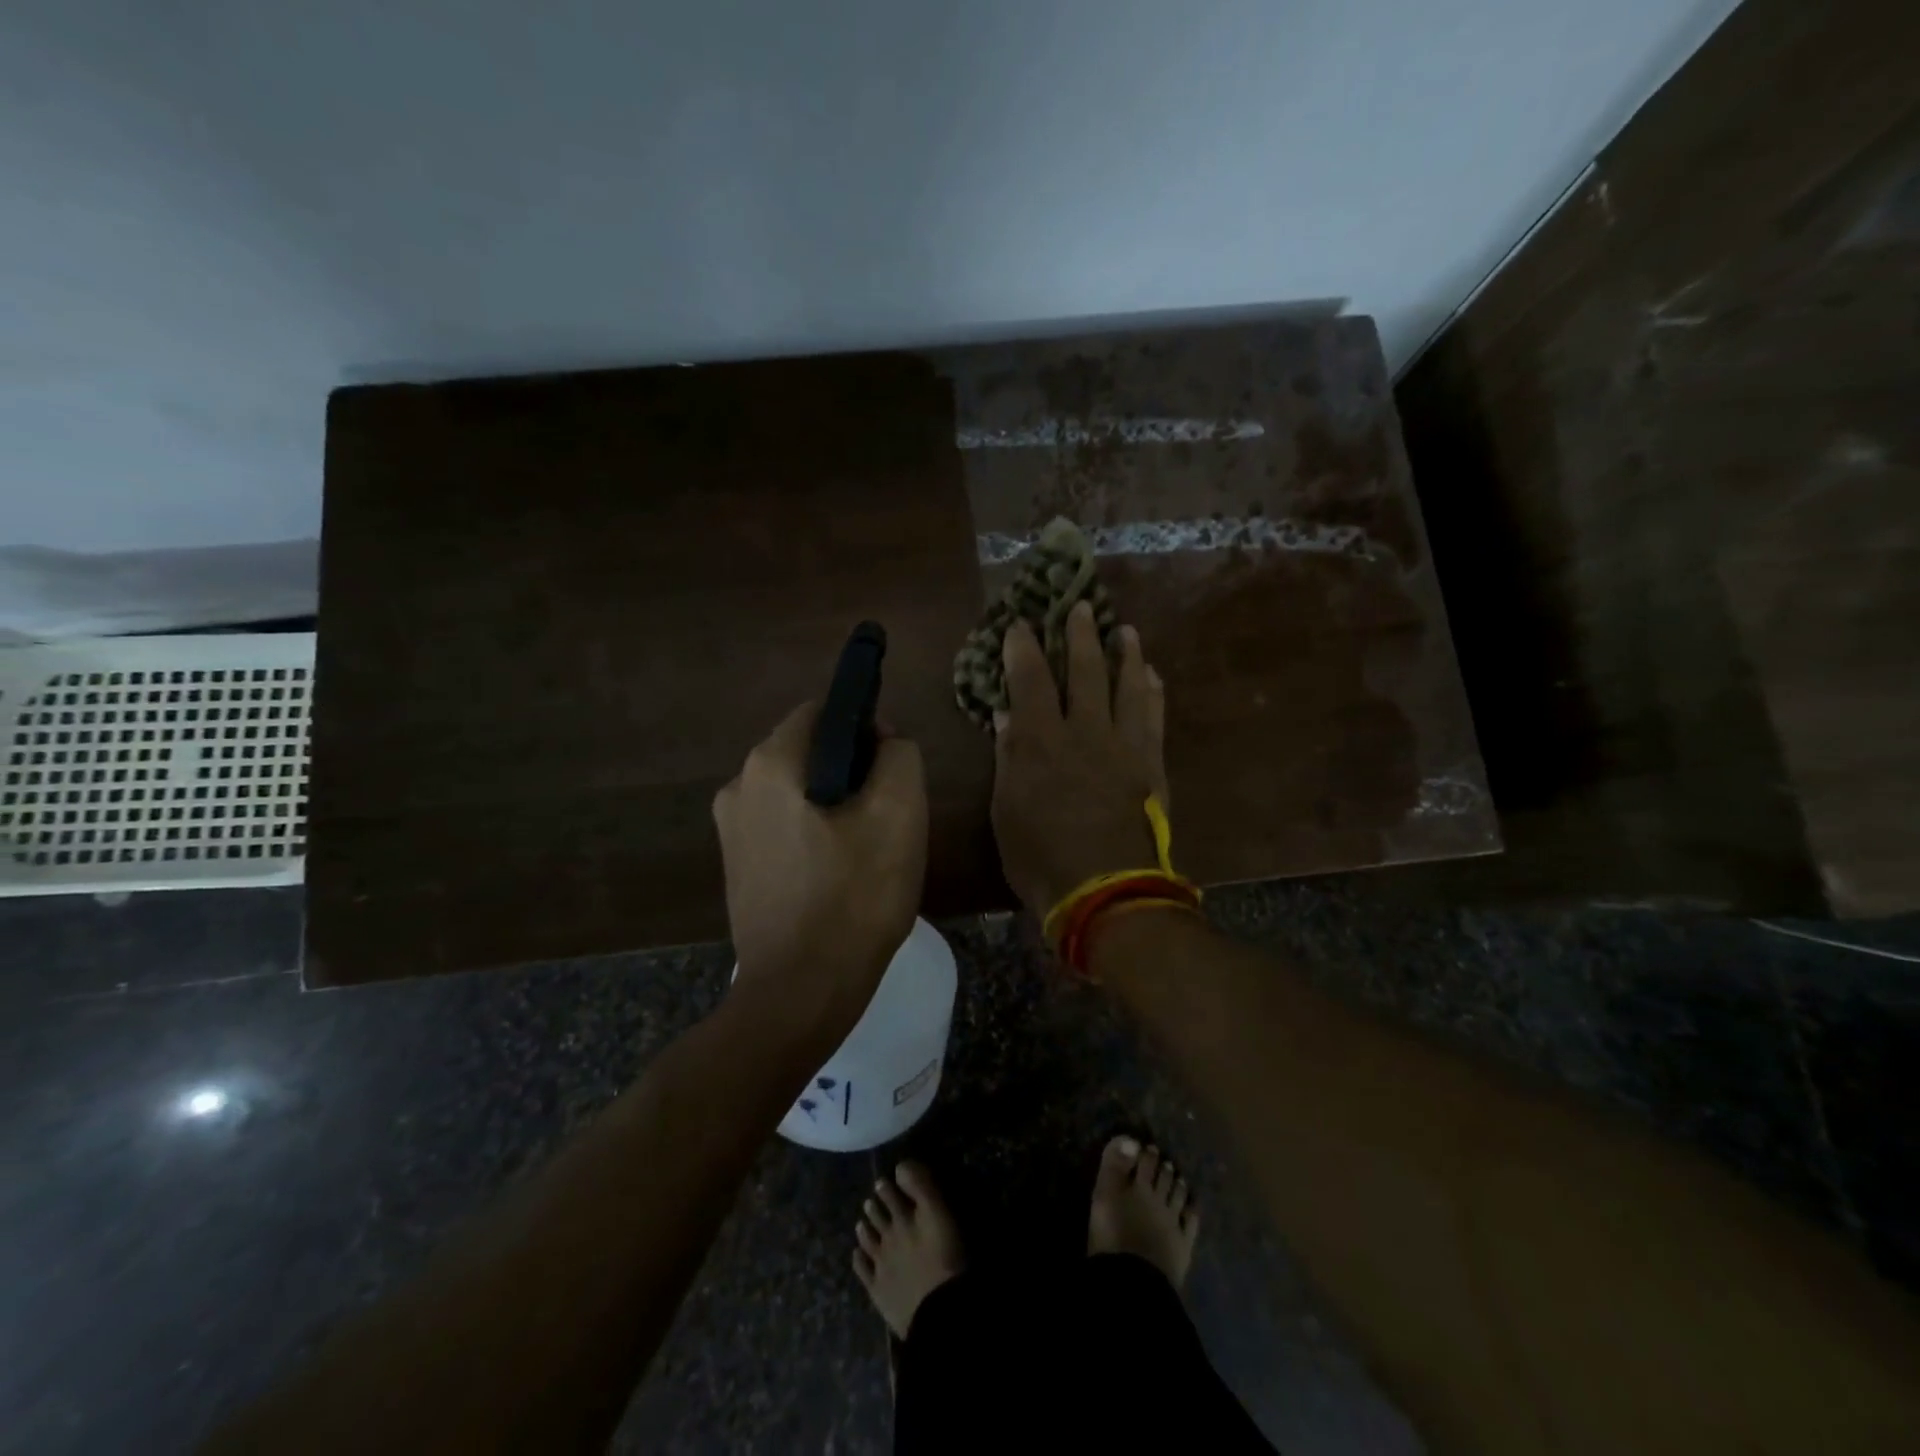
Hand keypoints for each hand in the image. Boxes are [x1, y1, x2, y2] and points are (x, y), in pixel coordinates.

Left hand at [713, 702, 927, 1035]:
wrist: (800, 994)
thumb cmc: (854, 898)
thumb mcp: (899, 814)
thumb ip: (899, 755)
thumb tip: (883, 742)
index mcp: (769, 764)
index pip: (824, 712)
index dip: (867, 728)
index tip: (894, 769)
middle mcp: (737, 786)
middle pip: (810, 752)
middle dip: (854, 771)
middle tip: (888, 816)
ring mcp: (731, 830)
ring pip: (799, 792)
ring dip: (836, 805)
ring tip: (868, 850)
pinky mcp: (737, 867)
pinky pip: (785, 827)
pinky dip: (815, 834)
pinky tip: (840, 875)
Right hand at [990, 601, 1168, 915]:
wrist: (1107, 893)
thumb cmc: (1041, 857)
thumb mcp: (1007, 811)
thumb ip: (1009, 758)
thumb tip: (1006, 716)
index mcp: (1041, 741)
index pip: (1030, 679)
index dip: (1023, 648)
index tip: (1020, 623)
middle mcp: (1085, 731)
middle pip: (1086, 671)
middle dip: (1081, 635)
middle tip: (1082, 606)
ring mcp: (1125, 746)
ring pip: (1128, 685)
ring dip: (1126, 654)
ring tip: (1126, 631)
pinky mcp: (1152, 765)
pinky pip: (1154, 717)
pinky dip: (1152, 692)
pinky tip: (1152, 676)